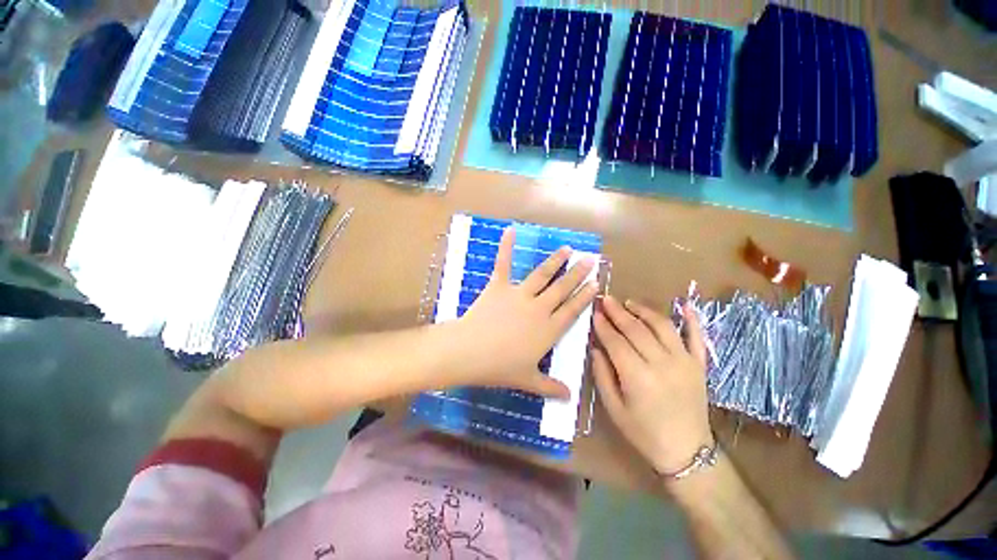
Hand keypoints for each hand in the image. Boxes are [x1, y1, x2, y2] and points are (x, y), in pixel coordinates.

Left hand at [453, 227, 598, 397]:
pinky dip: (506, 247)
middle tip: (590, 260)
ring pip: (542, 275)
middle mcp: (538, 308)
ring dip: (555, 261)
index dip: (585, 297)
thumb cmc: (500, 368)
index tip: (596, 283)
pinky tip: (510, 231)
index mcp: (548, 330)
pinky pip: (504, 264)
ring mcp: (519, 295)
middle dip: (578, 274)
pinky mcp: (499, 286)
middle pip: (562, 289)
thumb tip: (569, 397)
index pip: (572, 310)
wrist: (470, 352)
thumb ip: (550, 387)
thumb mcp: (527, 380)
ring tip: (567, 249)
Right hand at [592, 295, 712, 474]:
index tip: (594, 312)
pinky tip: (685, 305)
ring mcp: (684, 362)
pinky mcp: (699, 365)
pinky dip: (692, 320)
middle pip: (636, 330)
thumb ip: (602, 375)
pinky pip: (697, 337)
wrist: (687, 453)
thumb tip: (595, 348)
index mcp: (637, 377)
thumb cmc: (644, 433)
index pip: (616, 342)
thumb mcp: (614, 409)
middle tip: (606, 299)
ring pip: (662, 326)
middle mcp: (662, 364)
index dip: (603, 325)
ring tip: (629, 303)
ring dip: (644, 311)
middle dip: (618, 312)